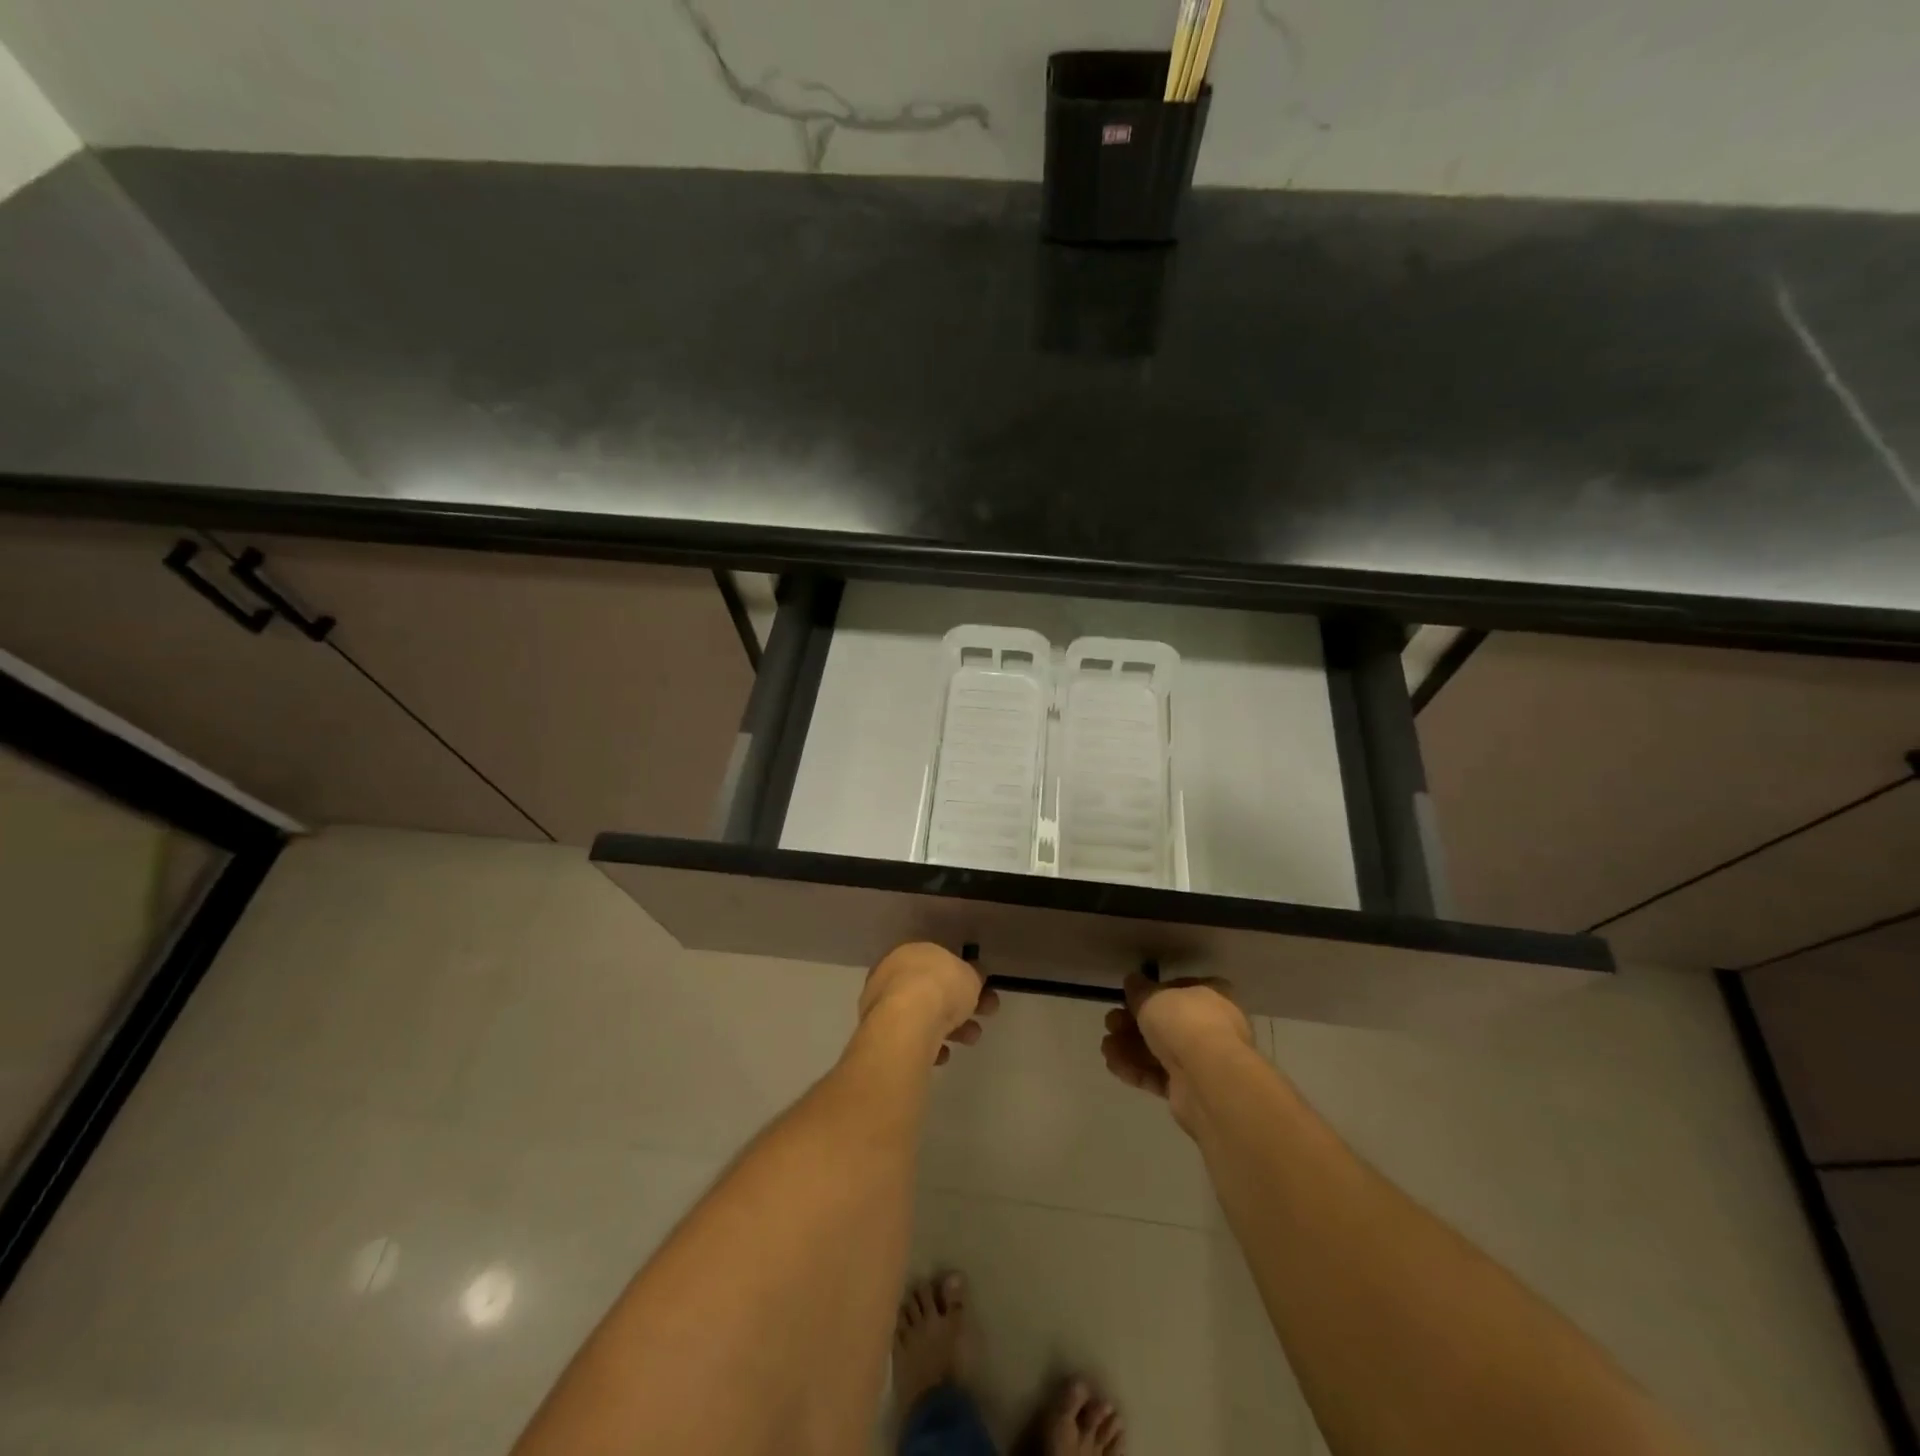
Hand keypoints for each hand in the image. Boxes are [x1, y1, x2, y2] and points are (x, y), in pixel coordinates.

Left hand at [858, 942, 999, 1064]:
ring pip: (923, 1015)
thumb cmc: (941, 986)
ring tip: (971, 1038)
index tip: (982, 990)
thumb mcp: (971, 975)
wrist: (908, 1022)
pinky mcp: (882, 1035)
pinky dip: (929, 1046)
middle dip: (961, 1004)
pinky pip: (911, 1038)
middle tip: (986, 1014)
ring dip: (951, 1027)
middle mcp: (892, 975)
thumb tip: (973, 977)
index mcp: (911, 952)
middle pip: (932, 990)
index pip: (938, 963)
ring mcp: (883, 1005)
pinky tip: (943, 1054)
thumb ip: (973, 976)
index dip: (963, 977)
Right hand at [1102, 972, 1253, 1130]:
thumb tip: (1133, 981)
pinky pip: (1158, 1075)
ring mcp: (1202, 1061)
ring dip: (1129, 1047)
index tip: (1130, 996)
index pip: (1181, 989)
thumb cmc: (1185, 1022)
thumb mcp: (1153, 996)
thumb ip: (1139, 989)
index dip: (1153, 992)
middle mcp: (1212, 1027)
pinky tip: (1113, 1064)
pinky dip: (1135, 1069)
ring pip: (1159, 1050)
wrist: (1207, 1079)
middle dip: (1133, 1022)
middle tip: (1110, 1022)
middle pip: (1166, 1022)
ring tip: (1106, 1046)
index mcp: (1213, 996)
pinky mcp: (1190, 1090)